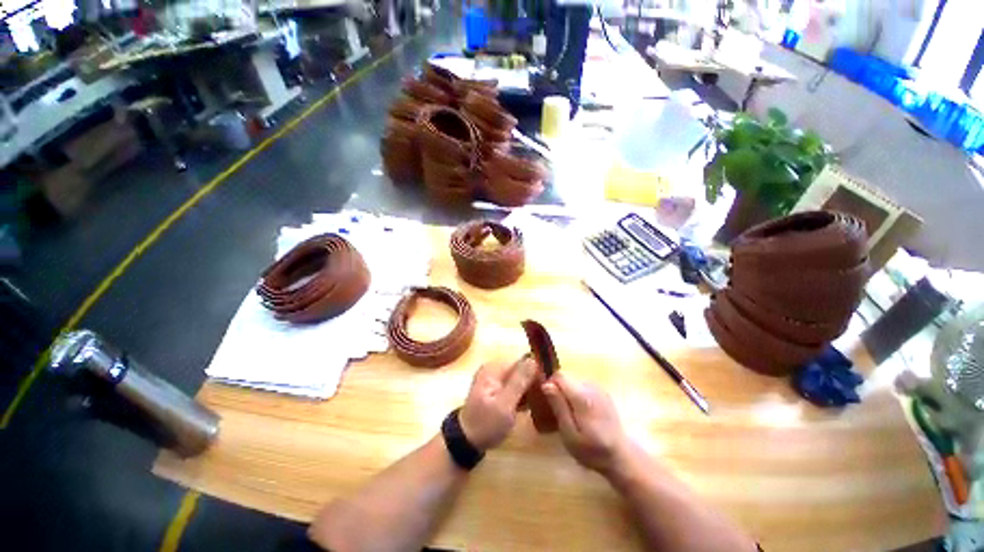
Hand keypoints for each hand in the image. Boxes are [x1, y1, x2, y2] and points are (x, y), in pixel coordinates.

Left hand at [459, 358, 537, 450]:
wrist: (466, 441)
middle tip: (544, 396)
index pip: (522, 361)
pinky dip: (521, 393)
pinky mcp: (495, 387)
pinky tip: (528, 404)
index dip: (536, 371)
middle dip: (532, 380)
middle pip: (520, 369)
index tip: (547, 386)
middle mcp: (494, 368)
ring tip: (538, 401)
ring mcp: (494, 378)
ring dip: (528, 388)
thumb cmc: (486, 424)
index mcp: (494, 368)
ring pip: (518, 378)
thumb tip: (533, 360)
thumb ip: (519, 382)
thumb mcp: (505, 405)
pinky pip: (513, 385)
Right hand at [542, 373, 629, 475]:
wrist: (621, 456)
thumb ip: (559, 407)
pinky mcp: (602, 392)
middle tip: (560, 413)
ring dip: (568, 394)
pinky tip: (583, 414)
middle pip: (567, 378)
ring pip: (574, 382)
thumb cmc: (592, 450)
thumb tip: (546, 384)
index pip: (559, 376)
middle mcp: (591, 386)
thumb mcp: (569, 434)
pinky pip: (583, 387)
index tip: (549, 402)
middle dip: (560, 391)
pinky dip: (578, 395)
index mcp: (582, 396)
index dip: (550, 385)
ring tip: (572, 415)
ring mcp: (599, 388)